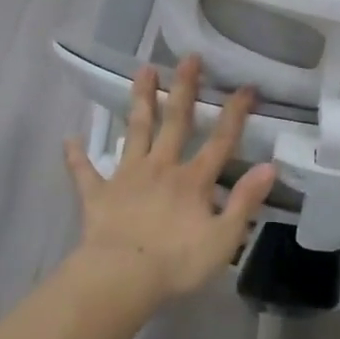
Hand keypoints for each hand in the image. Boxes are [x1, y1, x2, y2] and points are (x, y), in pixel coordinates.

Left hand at [63, 55, 275, 307]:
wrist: (120, 279)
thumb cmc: (176, 263)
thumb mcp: (224, 239)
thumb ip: (245, 201)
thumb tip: (270, 166)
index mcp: (193, 180)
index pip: (221, 141)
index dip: (235, 114)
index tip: (246, 86)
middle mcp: (161, 168)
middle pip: (175, 121)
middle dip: (185, 89)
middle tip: (189, 58)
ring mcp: (127, 177)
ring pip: (135, 131)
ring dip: (140, 100)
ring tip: (143, 70)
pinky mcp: (98, 194)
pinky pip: (85, 173)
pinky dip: (77, 157)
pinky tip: (70, 140)